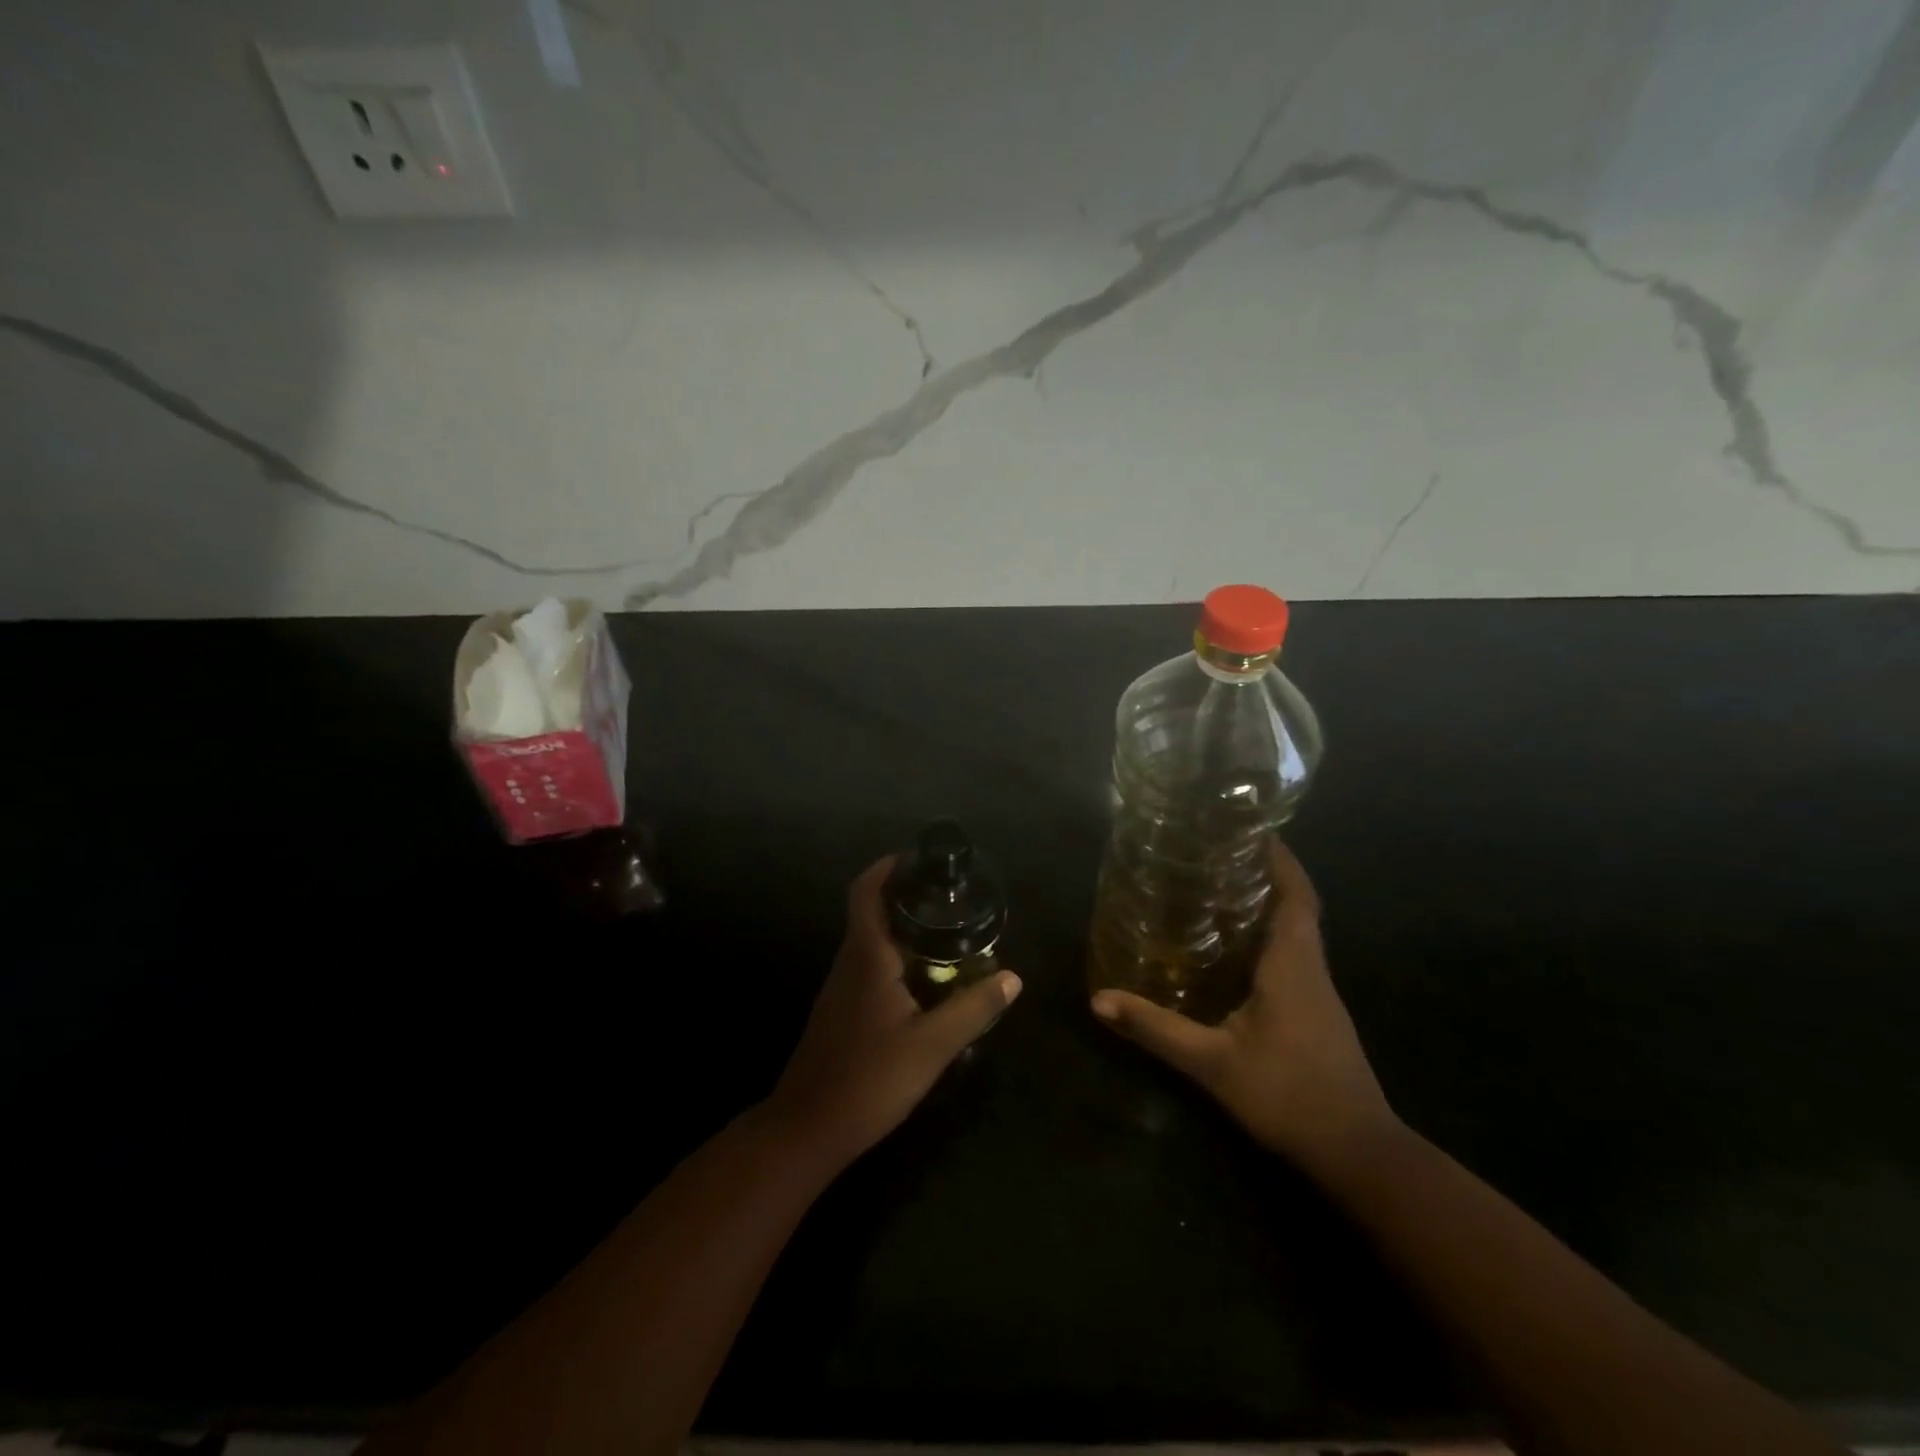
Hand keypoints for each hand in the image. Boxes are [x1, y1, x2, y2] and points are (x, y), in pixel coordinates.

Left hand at [767, 857, 1021, 1165]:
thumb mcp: (932, 1046)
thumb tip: (1013, 977)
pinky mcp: (842, 1012)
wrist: (808, 1128)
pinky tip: (926, 980)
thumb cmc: (869, 1079)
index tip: (918, 858)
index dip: (886, 867)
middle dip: (905, 897)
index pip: (865, 892)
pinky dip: (897, 958)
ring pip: (871, 942)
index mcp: (866, 957)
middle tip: (949, 897)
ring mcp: (841, 988)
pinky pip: (870, 968)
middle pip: (871, 912)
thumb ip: (973, 1008)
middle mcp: (849, 962)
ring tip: (947, 933)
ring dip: (903, 930)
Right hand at [1091, 839, 1397, 1173]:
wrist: (1358, 1154)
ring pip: (1295, 934)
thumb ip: (1157, 1029)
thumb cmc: (1289, 1096)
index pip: (1296, 896)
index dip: (1280, 859)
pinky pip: (1292, 959)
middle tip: (1217, 856)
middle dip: (1265, 875)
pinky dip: (1266, 940)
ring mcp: (1318, 994)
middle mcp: (1312, 970)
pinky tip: (1231, 952)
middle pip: (1296, 907)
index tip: (1253, 829)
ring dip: (1265, 907)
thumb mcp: (1213, 1063)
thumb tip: (1099, 1000)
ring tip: (1216, 891)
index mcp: (1294, 966)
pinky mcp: (1316, 1015)